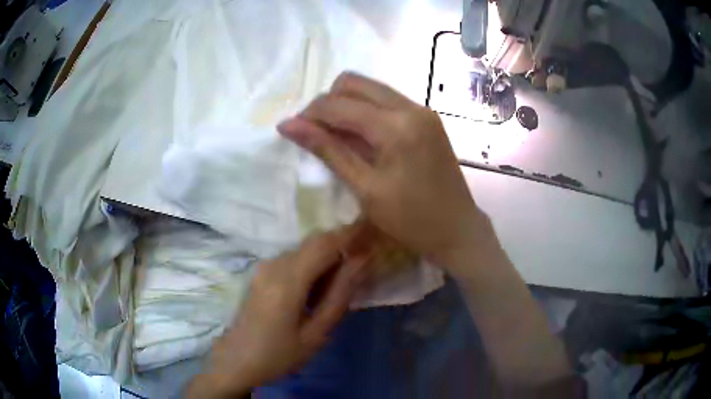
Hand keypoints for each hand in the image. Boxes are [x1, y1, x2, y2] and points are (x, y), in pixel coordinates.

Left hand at [186, 229, 368, 397]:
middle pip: (315, 241)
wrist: (236, 360)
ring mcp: (265, 266)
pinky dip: (314, 264)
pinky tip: (320, 288)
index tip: (375, 233)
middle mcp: (274, 265)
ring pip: (305, 248)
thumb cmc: (279, 355)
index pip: (326, 243)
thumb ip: (339, 295)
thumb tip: (362, 261)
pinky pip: (294, 258)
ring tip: (346, 279)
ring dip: (328, 256)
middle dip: (343, 244)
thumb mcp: (316, 333)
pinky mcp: (262, 272)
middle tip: (366, 262)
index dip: (352, 233)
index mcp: (287, 280)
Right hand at [277, 72, 491, 274]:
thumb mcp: (365, 188)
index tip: (292, 130)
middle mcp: (410, 107)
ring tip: (336, 135)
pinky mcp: (427, 118)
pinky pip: (387, 100)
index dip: (309, 114)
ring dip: (346, 104)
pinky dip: (366, 110)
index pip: (338, 104)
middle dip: (327, 103)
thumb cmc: (410, 220)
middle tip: (316, 132)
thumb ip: (327, 150)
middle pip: (354, 83)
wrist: (457, 229)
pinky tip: (361, 136)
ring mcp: (422, 110)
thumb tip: (288, 125)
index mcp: (395, 126)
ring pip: (371, 88)